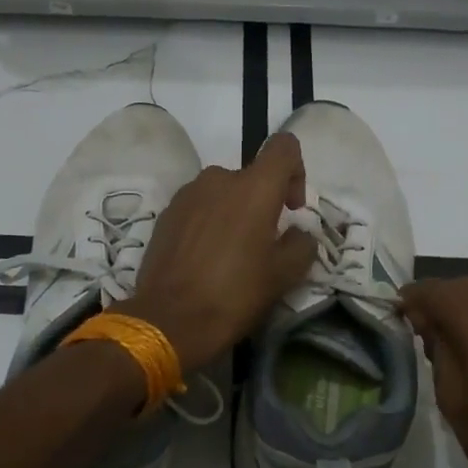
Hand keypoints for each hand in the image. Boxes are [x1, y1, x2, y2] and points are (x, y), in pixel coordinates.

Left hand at [126, 133, 316, 371]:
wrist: (169, 320)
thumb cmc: (234, 294)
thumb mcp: (284, 276)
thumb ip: (301, 245)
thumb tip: (299, 234)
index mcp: (254, 187)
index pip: (284, 147)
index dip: (296, 170)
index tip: (292, 209)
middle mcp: (219, 179)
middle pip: (251, 176)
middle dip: (262, 203)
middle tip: (263, 244)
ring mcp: (187, 194)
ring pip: (222, 192)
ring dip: (233, 213)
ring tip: (231, 254)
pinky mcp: (166, 213)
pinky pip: (198, 207)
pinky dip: (208, 223)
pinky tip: (205, 259)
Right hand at [400, 278, 467, 467]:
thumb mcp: (454, 402)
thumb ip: (438, 352)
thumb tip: (426, 322)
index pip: (440, 292)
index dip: (414, 297)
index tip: (396, 313)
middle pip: (467, 288)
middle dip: (438, 299)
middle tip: (417, 327)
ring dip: (464, 308)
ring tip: (445, 339)